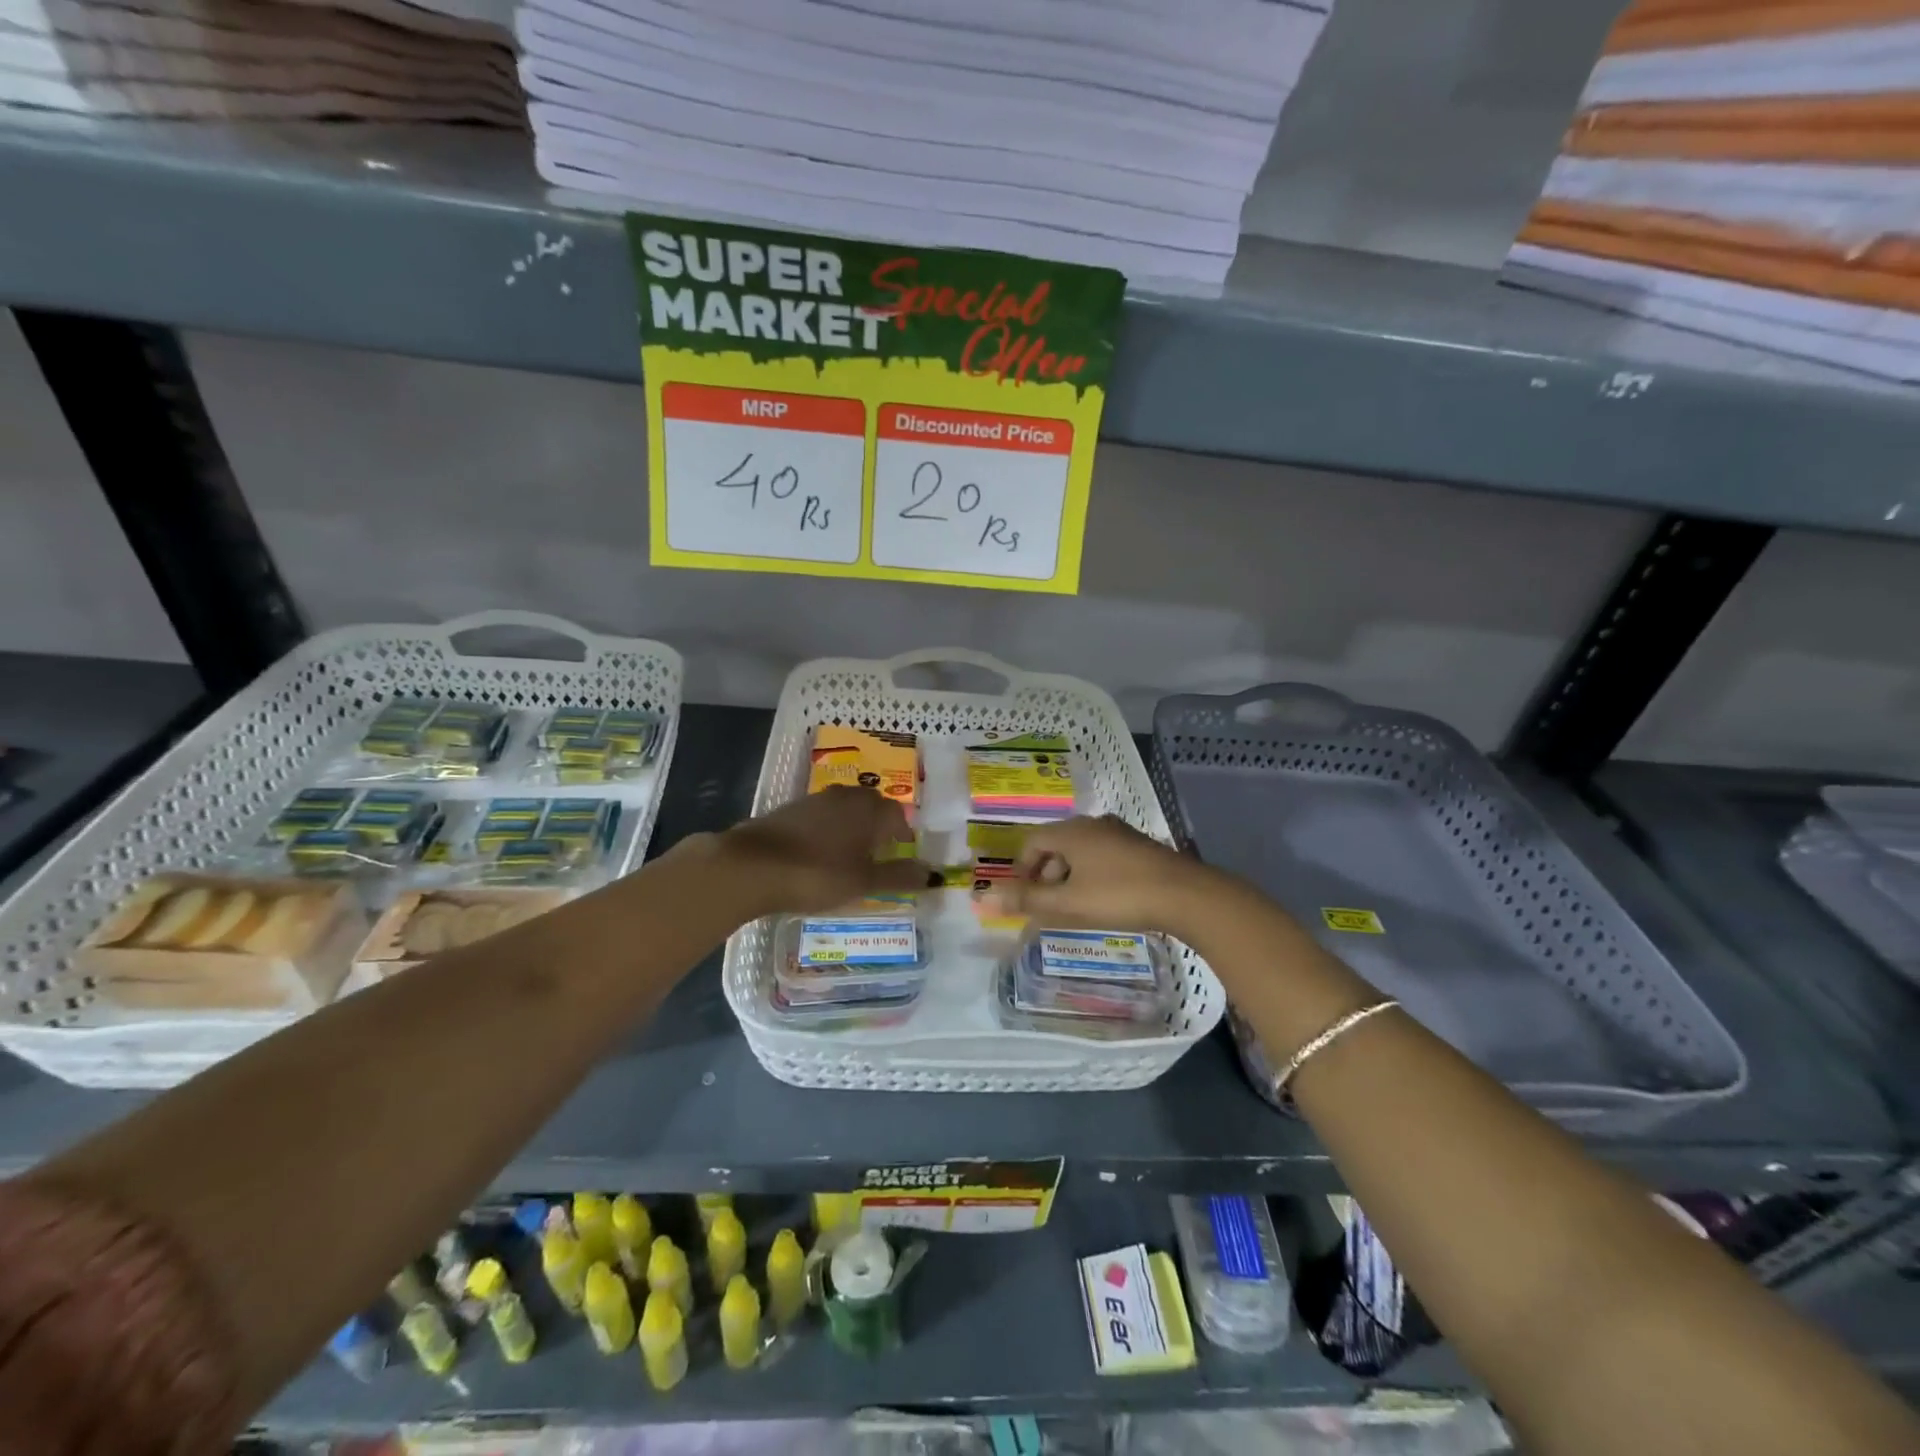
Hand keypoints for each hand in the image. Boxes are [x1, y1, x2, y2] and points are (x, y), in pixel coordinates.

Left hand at [717, 786, 931, 916]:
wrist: (753, 866)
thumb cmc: (818, 873)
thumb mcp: (864, 882)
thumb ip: (898, 876)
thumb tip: (933, 874)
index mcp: (869, 810)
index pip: (897, 814)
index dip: (903, 833)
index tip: (902, 852)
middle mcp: (845, 797)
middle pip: (871, 805)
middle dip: (878, 824)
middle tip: (879, 851)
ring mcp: (814, 800)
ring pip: (844, 808)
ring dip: (852, 825)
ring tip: (850, 853)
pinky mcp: (789, 810)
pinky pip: (820, 816)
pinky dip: (827, 830)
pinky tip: (818, 852)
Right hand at [980, 815, 1221, 935]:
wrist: (1185, 895)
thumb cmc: (1119, 896)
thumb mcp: (1068, 903)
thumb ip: (1026, 901)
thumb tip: (984, 898)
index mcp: (1071, 831)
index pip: (1032, 841)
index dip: (1020, 869)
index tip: (1022, 897)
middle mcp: (1093, 824)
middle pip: (1056, 845)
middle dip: (1044, 875)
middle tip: (1045, 906)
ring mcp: (1119, 833)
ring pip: (1080, 851)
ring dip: (1068, 877)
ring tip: (1073, 907)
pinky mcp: (1140, 847)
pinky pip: (1102, 856)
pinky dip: (1091, 875)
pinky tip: (1103, 900)